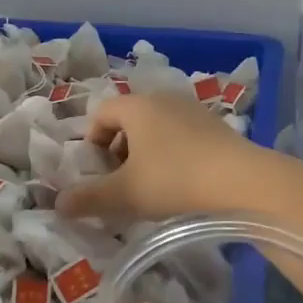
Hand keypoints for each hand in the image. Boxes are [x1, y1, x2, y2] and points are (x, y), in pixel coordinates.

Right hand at [57, 93, 263, 223]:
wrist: (243, 181)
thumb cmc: (175, 180)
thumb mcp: (125, 194)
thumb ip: (88, 198)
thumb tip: (59, 203)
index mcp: (137, 106)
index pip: (101, 113)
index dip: (91, 143)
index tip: (97, 173)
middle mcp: (164, 98)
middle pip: (129, 119)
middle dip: (118, 150)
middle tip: (122, 182)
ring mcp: (193, 110)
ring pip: (156, 128)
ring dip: (146, 153)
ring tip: (151, 186)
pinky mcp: (217, 126)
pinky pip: (181, 135)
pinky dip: (172, 154)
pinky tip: (182, 183)